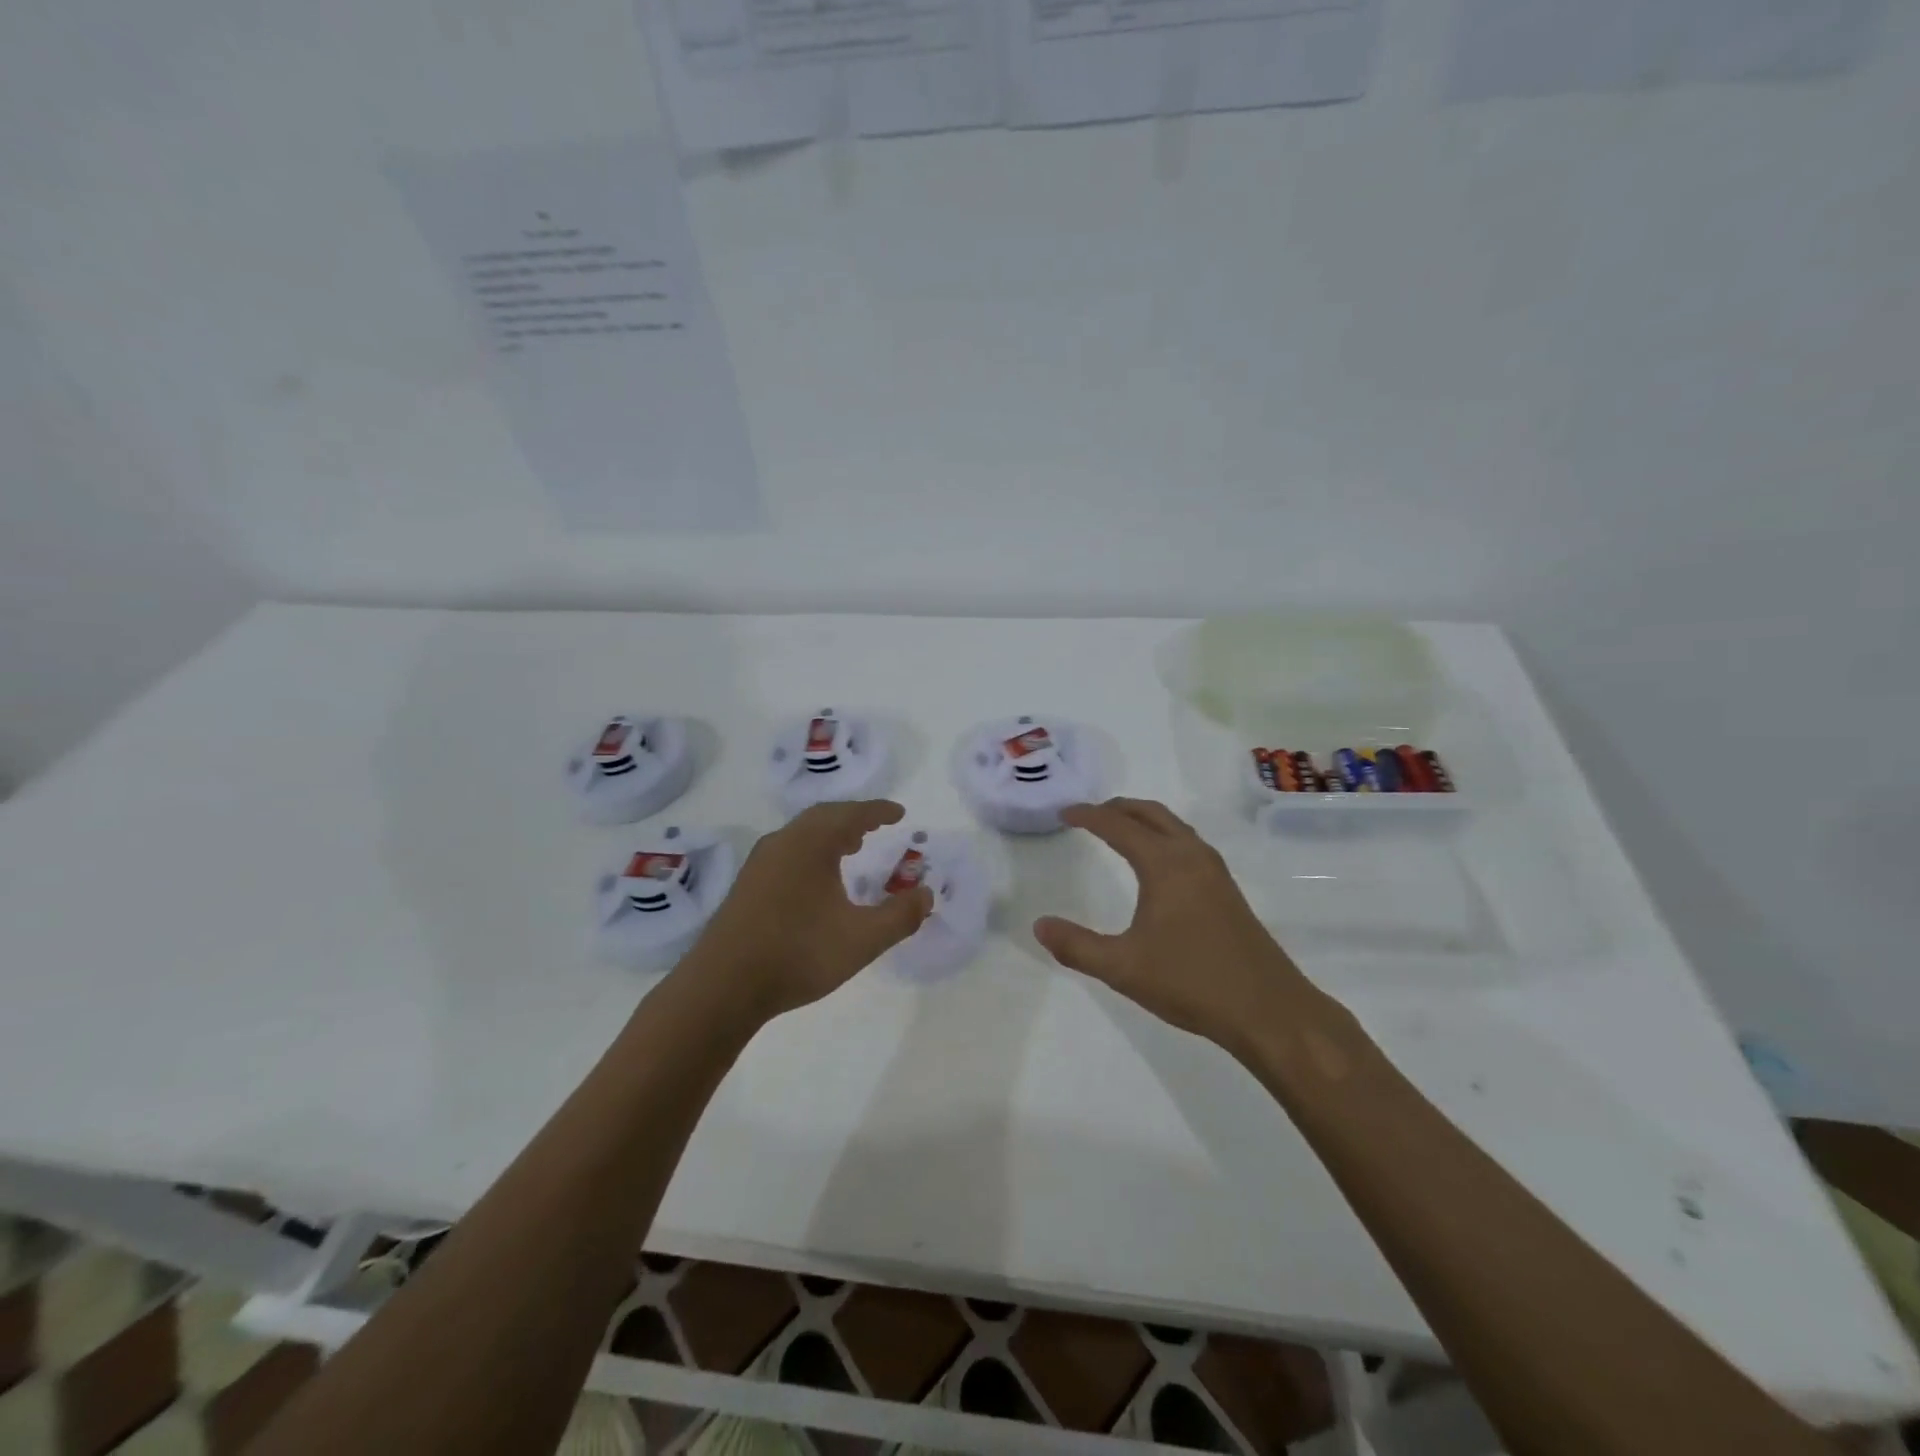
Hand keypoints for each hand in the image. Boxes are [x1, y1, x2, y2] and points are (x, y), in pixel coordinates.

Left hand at [689, 800, 933, 1021]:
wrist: (723, 986)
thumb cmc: (798, 954)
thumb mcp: (862, 939)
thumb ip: (900, 916)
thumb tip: (927, 894)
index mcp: (811, 844)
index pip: (852, 814)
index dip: (879, 811)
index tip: (899, 812)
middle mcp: (783, 843)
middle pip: (823, 817)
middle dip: (852, 818)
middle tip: (876, 827)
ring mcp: (760, 864)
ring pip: (801, 834)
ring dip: (829, 834)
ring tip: (851, 849)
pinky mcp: (746, 885)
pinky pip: (787, 851)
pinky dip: (810, 851)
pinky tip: (816, 880)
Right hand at [1033, 798, 1312, 1051]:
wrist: (1268, 1010)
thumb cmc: (1191, 982)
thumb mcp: (1123, 968)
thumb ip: (1077, 946)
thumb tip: (1039, 925)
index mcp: (1165, 865)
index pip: (1119, 826)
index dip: (1089, 816)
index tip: (1066, 813)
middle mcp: (1192, 857)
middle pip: (1151, 814)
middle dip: (1118, 808)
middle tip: (1090, 814)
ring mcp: (1215, 872)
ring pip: (1174, 827)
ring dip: (1144, 819)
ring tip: (1119, 830)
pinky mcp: (1227, 891)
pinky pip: (1188, 844)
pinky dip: (1164, 836)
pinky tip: (1158, 864)